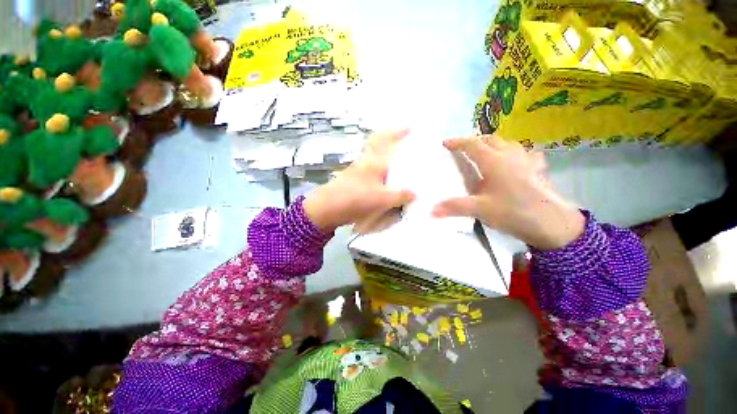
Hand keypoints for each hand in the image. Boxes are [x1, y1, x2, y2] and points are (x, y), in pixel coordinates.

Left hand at [304, 129, 414, 231]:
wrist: (327, 209)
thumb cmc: (356, 198)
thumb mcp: (383, 198)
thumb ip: (400, 195)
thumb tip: (415, 193)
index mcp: (374, 159)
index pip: (385, 139)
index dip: (397, 132)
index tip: (409, 126)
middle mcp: (365, 160)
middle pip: (377, 143)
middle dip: (389, 139)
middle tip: (403, 140)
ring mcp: (357, 170)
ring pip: (373, 156)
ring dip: (385, 154)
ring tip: (399, 161)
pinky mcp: (352, 181)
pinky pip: (370, 170)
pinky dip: (380, 170)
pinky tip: (387, 180)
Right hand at [432, 135, 584, 249]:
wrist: (548, 219)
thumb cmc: (512, 211)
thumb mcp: (482, 210)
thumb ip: (456, 207)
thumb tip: (430, 210)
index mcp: (492, 160)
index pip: (471, 144)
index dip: (457, 142)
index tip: (446, 143)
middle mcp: (507, 153)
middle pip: (490, 139)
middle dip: (477, 140)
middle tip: (469, 148)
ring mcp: (525, 158)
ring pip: (509, 143)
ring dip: (498, 144)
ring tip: (493, 152)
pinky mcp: (537, 168)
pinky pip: (527, 154)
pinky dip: (520, 155)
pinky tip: (522, 163)